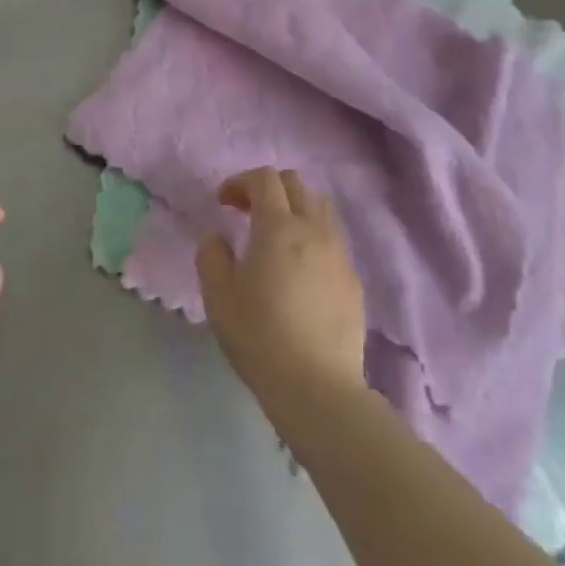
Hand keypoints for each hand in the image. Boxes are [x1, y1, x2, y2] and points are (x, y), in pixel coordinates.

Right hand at [197, 168, 367, 428]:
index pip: (264, 178)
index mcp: (278, 228)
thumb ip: (211, 255)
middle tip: (245, 212)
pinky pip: (332, 238)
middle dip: (267, 188)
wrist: (317, 387)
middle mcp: (313, 230)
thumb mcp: (218, 296)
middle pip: (296, 183)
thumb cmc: (260, 337)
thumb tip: (216, 236)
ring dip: (294, 207)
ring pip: (320, 207)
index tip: (222, 203)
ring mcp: (338, 254)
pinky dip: (312, 235)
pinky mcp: (353, 280)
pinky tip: (298, 268)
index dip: (240, 181)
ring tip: (275, 235)